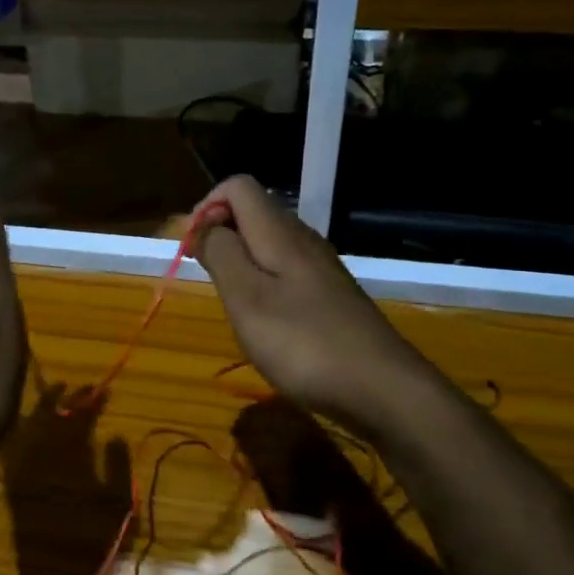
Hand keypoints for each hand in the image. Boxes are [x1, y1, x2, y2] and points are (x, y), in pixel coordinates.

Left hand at [0, 384, 132, 574]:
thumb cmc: (94, 545)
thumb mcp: (118, 506)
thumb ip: (117, 466)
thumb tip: (114, 435)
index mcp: (70, 459)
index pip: (79, 418)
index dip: (91, 401)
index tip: (103, 390)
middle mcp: (41, 458)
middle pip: (50, 416)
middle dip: (65, 398)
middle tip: (80, 388)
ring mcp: (22, 471)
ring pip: (27, 427)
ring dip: (40, 408)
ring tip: (54, 396)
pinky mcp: (12, 486)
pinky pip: (11, 448)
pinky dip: (18, 431)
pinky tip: (26, 424)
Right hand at [192, 176, 420, 437]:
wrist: (381, 388)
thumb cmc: (303, 342)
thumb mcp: (246, 298)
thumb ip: (221, 254)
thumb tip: (202, 225)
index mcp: (279, 232)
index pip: (238, 186)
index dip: (207, 207)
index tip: (192, 249)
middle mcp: (303, 240)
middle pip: (253, 212)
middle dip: (219, 234)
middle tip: (205, 276)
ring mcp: (320, 269)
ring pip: (268, 243)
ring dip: (239, 260)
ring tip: (228, 300)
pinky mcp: (329, 296)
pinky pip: (285, 271)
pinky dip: (261, 283)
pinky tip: (261, 320)